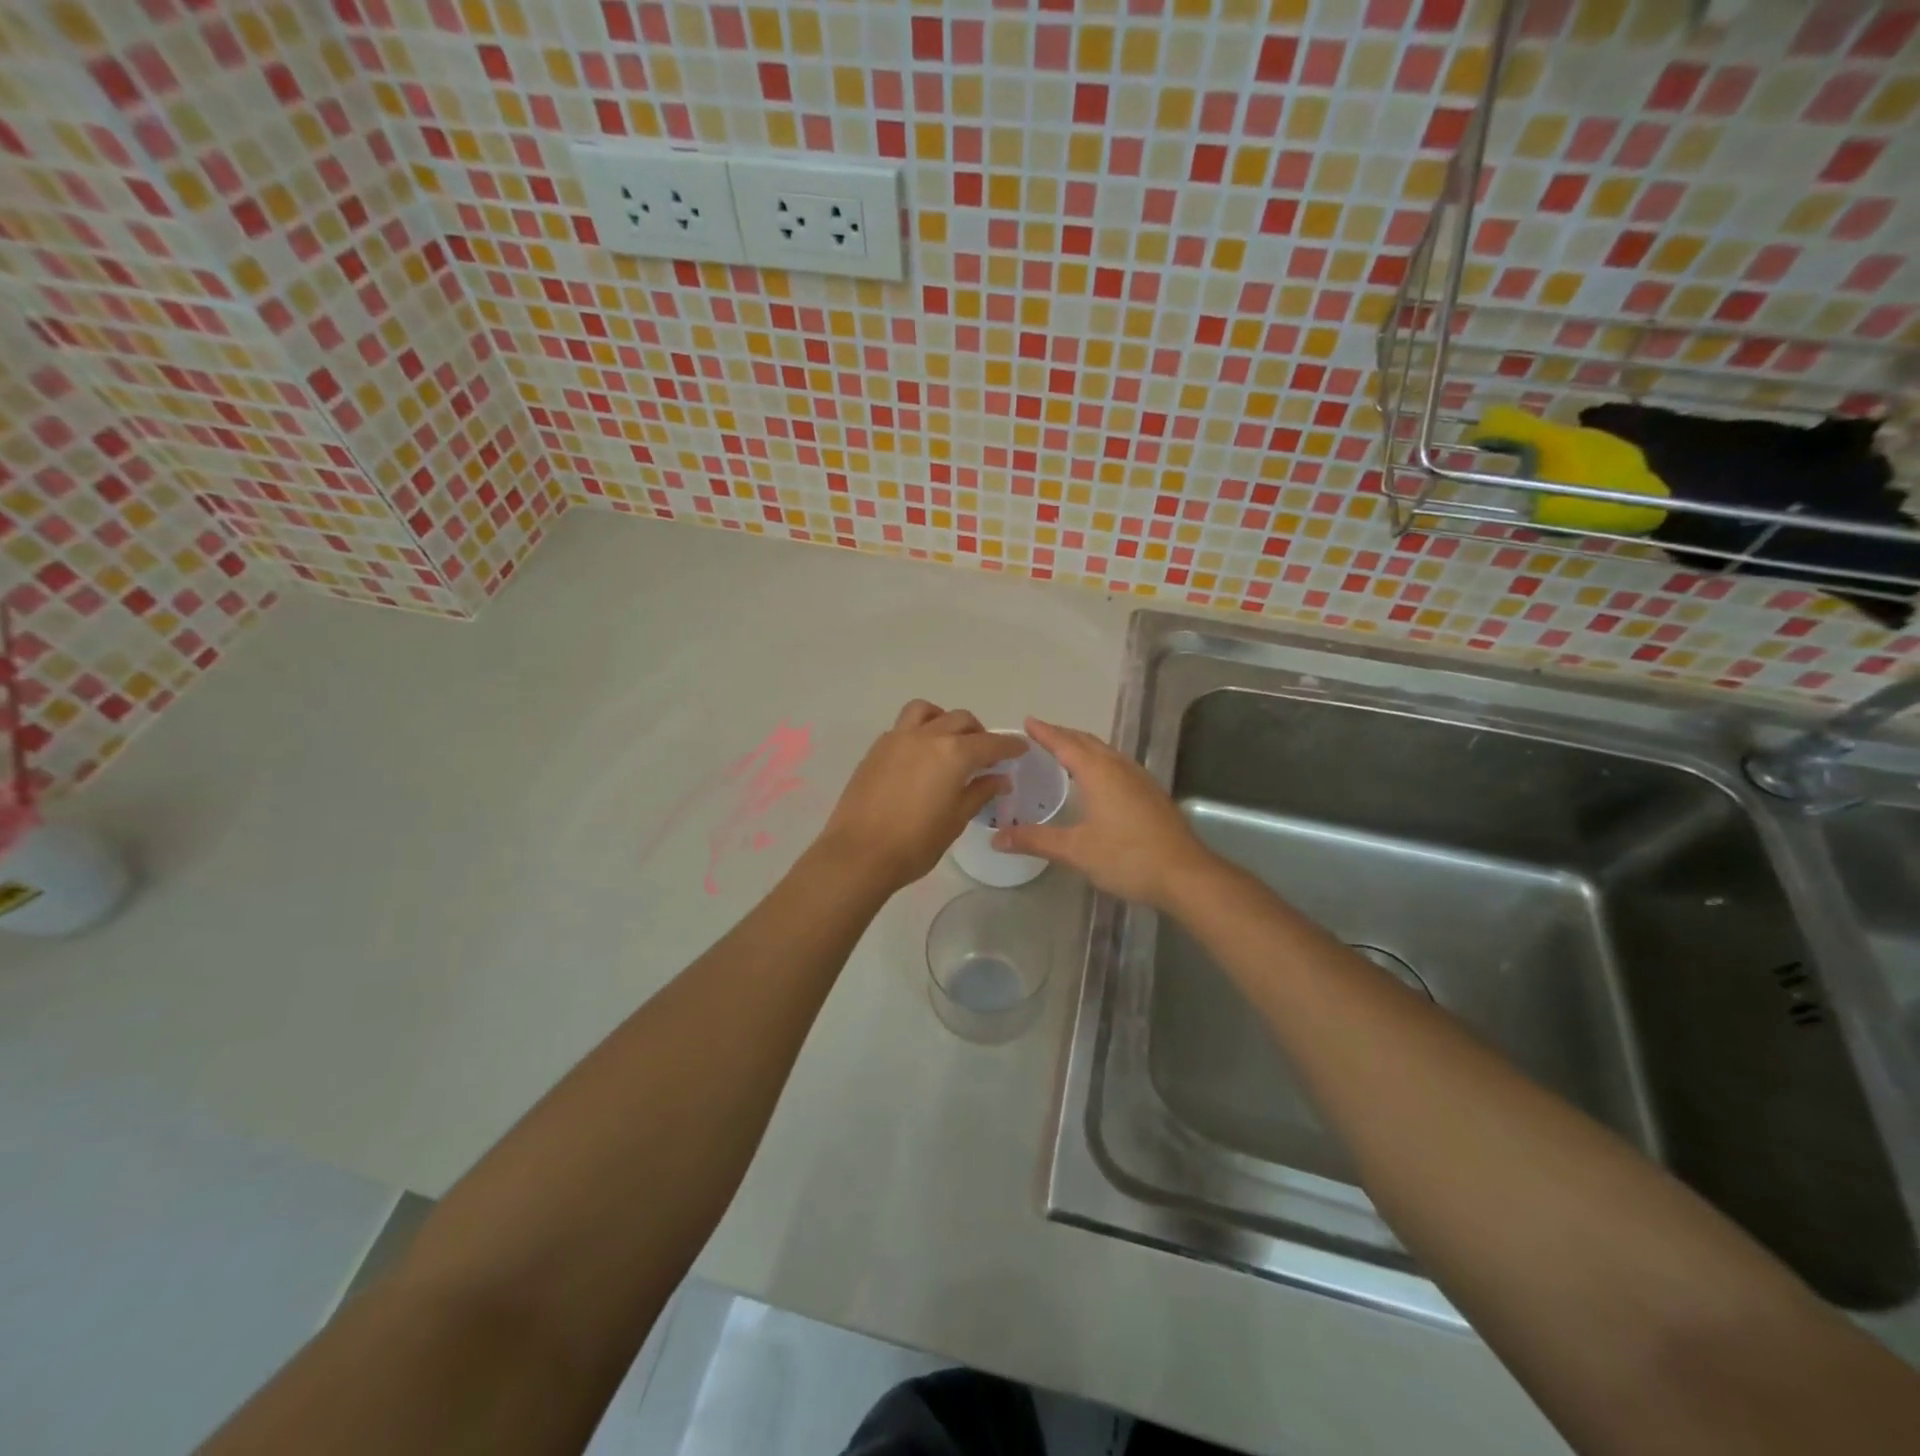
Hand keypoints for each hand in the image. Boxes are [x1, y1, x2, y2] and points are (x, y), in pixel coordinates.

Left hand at [815, 701, 1027, 892]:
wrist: (860, 853)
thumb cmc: (916, 843)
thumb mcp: (956, 820)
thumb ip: (980, 792)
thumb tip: (999, 778)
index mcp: (954, 754)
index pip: (990, 742)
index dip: (1009, 745)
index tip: (1020, 748)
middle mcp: (927, 736)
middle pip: (960, 720)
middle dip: (978, 733)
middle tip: (985, 754)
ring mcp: (898, 738)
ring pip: (927, 712)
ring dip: (944, 720)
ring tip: (949, 742)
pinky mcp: (876, 749)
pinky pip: (903, 727)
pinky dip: (919, 731)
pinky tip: (921, 757)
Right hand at [992, 717, 1217, 910]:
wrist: (1185, 875)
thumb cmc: (1127, 857)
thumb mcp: (1076, 850)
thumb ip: (1035, 840)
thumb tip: (997, 838)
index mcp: (1099, 773)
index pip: (1065, 744)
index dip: (1045, 733)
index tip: (1028, 721)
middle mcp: (1120, 768)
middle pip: (1088, 742)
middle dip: (1064, 735)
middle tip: (1041, 734)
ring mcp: (1140, 779)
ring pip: (1106, 752)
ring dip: (1084, 747)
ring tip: (1065, 752)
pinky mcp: (1151, 794)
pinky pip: (1118, 765)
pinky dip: (1099, 762)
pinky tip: (1098, 779)